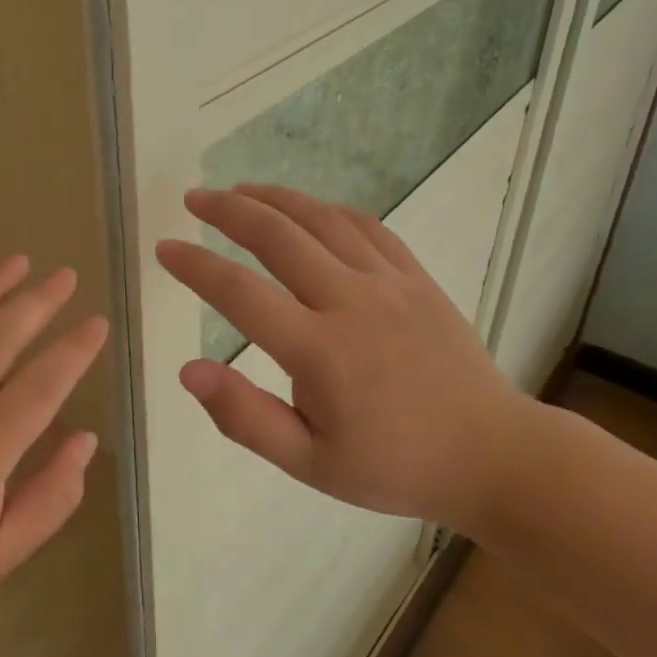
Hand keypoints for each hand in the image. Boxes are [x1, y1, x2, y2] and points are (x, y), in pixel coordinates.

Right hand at [155, 185, 540, 532]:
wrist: (492, 456)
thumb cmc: (392, 465)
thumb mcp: (309, 463)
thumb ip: (244, 417)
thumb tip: (188, 370)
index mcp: (320, 351)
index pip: (240, 292)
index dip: (195, 266)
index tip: (165, 248)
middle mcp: (351, 302)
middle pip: (278, 236)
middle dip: (228, 210)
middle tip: (195, 198)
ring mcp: (389, 283)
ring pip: (322, 220)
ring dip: (275, 198)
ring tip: (240, 190)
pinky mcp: (417, 278)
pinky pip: (368, 227)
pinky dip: (329, 210)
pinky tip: (308, 208)